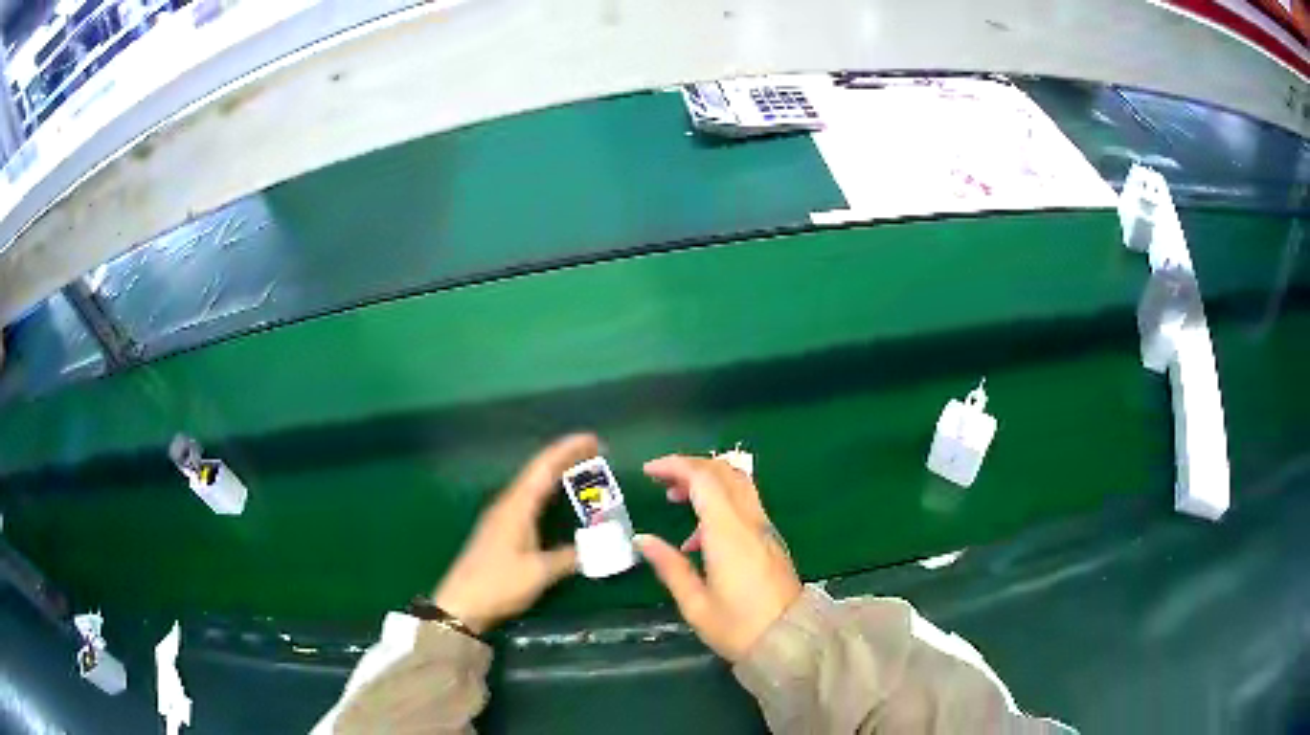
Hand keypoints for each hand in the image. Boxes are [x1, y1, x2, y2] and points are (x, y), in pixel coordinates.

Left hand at [432, 433, 598, 633]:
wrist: (461, 604)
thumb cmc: (499, 584)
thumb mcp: (538, 572)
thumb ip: (568, 557)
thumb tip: (597, 548)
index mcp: (516, 506)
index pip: (544, 467)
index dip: (568, 450)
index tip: (593, 439)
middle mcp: (508, 505)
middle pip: (538, 472)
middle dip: (566, 459)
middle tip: (596, 452)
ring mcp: (501, 518)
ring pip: (533, 486)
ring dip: (556, 475)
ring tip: (582, 471)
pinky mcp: (500, 532)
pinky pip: (529, 501)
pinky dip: (548, 494)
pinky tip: (555, 502)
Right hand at [636, 455, 801, 662]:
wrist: (790, 641)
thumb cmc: (738, 626)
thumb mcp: (695, 603)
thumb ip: (669, 566)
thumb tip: (642, 539)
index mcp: (728, 533)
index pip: (703, 478)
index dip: (675, 466)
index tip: (648, 471)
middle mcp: (749, 522)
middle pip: (723, 472)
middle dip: (690, 467)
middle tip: (661, 481)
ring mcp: (764, 529)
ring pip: (738, 484)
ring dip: (707, 481)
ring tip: (676, 501)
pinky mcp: (770, 540)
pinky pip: (744, 504)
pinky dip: (719, 501)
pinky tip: (699, 537)